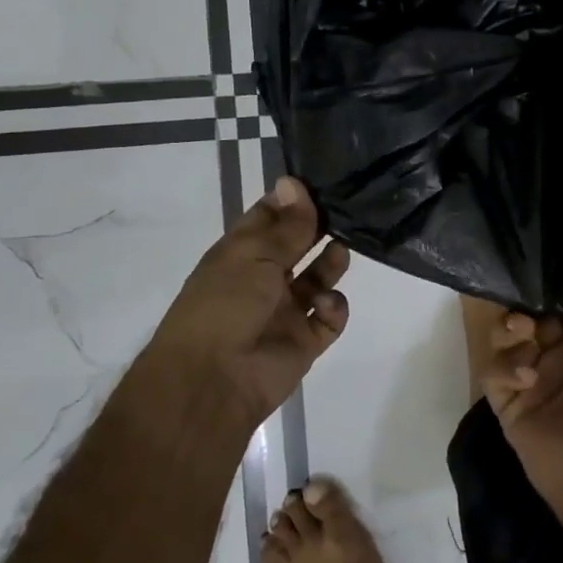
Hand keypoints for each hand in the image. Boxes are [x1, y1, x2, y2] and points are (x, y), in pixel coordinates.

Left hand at [148, 176, 350, 427]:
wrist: (214, 380)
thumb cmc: (225, 304)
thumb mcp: (254, 255)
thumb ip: (285, 224)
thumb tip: (294, 182)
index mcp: (241, 254)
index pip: (270, 217)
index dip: (293, 200)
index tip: (322, 183)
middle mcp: (263, 278)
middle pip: (298, 245)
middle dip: (320, 228)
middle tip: (347, 210)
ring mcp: (286, 310)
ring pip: (318, 278)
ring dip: (331, 263)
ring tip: (341, 252)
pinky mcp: (305, 340)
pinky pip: (330, 317)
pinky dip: (333, 307)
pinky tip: (325, 303)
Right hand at [479, 250, 562, 550]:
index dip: (553, 278)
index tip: (536, 254)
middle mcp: (562, 351)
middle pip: (531, 310)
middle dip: (525, 301)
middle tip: (528, 304)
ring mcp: (534, 376)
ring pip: (507, 335)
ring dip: (511, 329)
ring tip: (524, 337)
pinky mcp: (510, 402)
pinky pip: (494, 371)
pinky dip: (505, 368)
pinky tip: (525, 380)